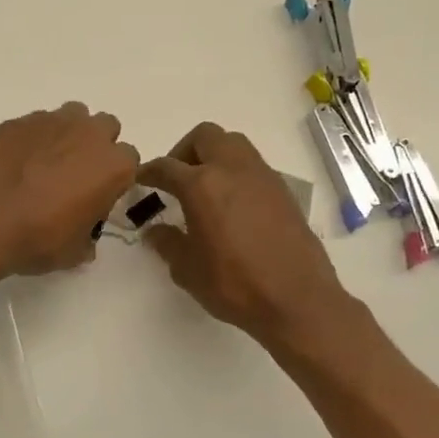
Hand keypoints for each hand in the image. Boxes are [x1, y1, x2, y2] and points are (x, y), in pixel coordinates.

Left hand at [0, 103, 139, 276]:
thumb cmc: (38, 239)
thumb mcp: (74, 252)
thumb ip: (88, 237)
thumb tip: (84, 237)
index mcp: (113, 165)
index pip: (129, 161)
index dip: (113, 178)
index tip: (96, 194)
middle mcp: (88, 134)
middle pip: (104, 127)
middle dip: (94, 145)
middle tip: (74, 174)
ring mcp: (51, 121)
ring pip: (71, 116)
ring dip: (66, 134)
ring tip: (45, 162)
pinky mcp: (17, 121)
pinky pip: (34, 123)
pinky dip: (32, 138)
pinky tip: (16, 162)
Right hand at [139, 122, 354, 350]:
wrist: (298, 300)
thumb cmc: (235, 285)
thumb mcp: (187, 269)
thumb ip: (167, 243)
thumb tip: (155, 230)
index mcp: (202, 185)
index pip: (166, 166)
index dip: (148, 172)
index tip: (140, 180)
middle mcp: (232, 169)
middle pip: (204, 136)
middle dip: (184, 150)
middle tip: (176, 178)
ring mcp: (262, 177)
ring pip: (233, 144)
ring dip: (214, 156)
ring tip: (205, 187)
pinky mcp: (283, 191)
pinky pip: (253, 166)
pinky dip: (236, 173)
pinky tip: (233, 205)